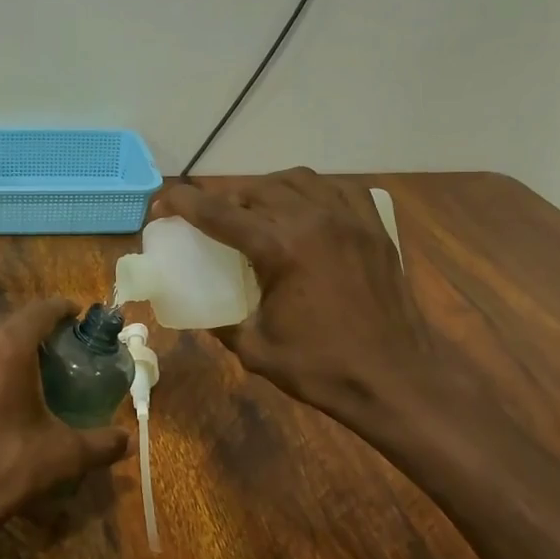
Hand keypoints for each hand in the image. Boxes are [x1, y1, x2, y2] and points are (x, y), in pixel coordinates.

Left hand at [0, 299, 130, 558]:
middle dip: (29, 337)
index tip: (76, 314)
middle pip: (7, 327)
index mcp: (7, 347)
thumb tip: (129, 441)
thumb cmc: (4, 468)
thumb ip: (100, 443)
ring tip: (12, 380)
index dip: (62, 309)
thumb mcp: (62, 455)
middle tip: (49, 357)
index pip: (40, 311)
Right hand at [155, 170, 465, 450]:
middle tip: (209, 216)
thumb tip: (201, 309)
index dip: (184, 203)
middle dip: (224, 197)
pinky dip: (312, 190)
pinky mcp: (374, 228)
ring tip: (255, 210)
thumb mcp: (255, 349)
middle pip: (256, 189)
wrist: (397, 379)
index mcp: (280, 248)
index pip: (219, 212)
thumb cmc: (322, 368)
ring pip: (297, 179)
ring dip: (266, 188)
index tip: (162, 201)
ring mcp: (349, 219)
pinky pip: (338, 188)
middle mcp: (313, 220)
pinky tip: (305, 208)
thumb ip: (221, 323)